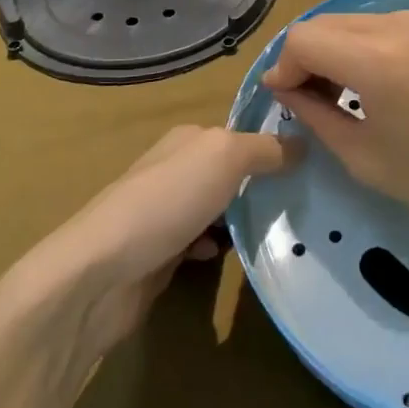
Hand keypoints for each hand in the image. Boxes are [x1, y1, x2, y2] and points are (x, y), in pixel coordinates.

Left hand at [33, 126, 294, 360]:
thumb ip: (265, 148)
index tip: (309, 166)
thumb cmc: (166, 201)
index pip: (240, 134)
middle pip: (229, 173)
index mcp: (188, 138)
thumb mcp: (225, 157)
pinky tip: (226, 257)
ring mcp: (164, 212)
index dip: (272, 147)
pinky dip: (216, 248)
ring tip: (274, 231)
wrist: (100, 273)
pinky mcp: (158, 253)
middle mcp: (175, 168)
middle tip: (300, 203)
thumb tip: (302, 144)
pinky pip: (200, 243)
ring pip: (217, 209)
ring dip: (240, 219)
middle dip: (259, 186)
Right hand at [262, 11, 408, 248]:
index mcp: (377, 59)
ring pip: (349, 22)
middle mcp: (396, 25)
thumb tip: (286, 89)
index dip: (284, 69)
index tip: (286, 103)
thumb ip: (316, 115)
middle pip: (323, 24)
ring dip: (331, 51)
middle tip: (308, 103)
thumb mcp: (365, 157)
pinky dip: (359, 47)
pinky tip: (370, 84)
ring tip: (339, 97)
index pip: (303, 40)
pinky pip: (378, 26)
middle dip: (305, 59)